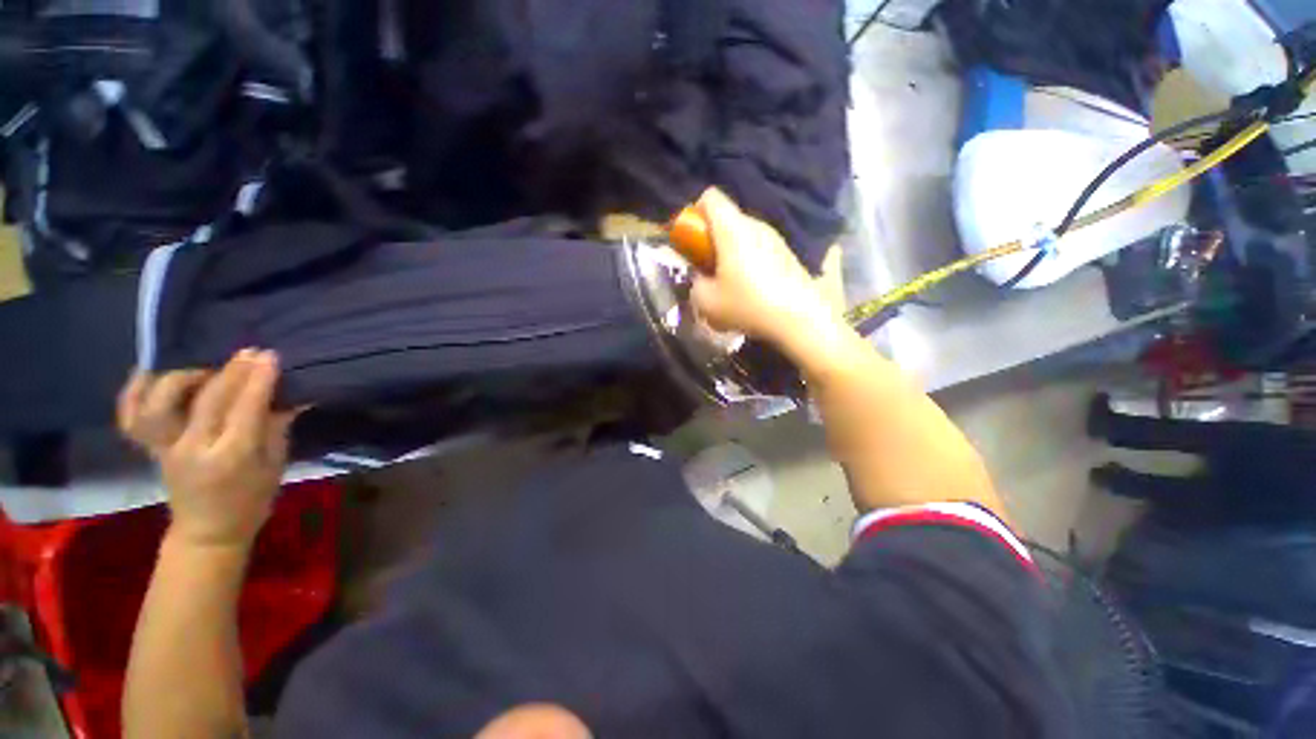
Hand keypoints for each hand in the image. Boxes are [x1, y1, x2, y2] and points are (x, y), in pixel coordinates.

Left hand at [118, 350, 295, 549]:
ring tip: (204, 370)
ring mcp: (165, 449)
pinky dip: (133, 392)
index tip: (270, 356)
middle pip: (207, 400)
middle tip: (250, 353)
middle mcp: (192, 450)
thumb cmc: (252, 500)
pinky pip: (130, 417)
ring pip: (159, 403)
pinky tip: (148, 374)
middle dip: (231, 372)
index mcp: (231, 458)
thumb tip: (290, 394)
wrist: (208, 531)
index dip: (258, 380)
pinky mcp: (149, 449)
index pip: (245, 409)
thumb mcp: (275, 465)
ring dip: (182, 379)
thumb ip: (276, 427)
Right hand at [689, 189, 845, 353]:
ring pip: (746, 236)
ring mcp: (778, 238)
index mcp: (733, 228)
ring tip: (733, 285)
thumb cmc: (748, 305)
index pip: (709, 197)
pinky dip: (752, 262)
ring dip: (734, 254)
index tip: (692, 244)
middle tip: (709, 270)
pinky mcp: (791, 255)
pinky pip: (762, 249)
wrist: (802, 320)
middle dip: (713, 240)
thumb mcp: (707, 302)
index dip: (694, 215)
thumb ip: (695, 285)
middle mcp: (757, 225)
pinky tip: (755, 290)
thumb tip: (700, 279)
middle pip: (728, 219)